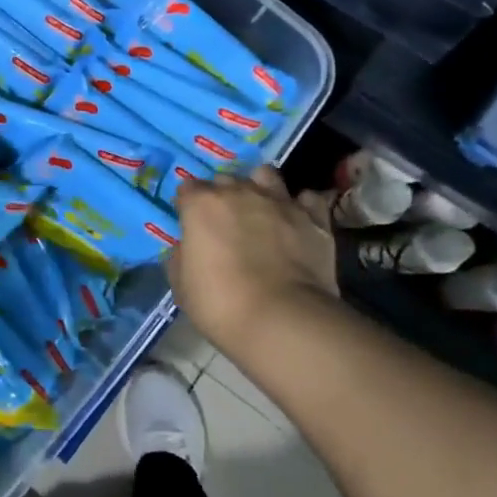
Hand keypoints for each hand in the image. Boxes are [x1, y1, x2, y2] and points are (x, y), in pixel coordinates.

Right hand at [168, 168, 339, 357]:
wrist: (283, 320)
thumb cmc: (221, 304)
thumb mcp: (182, 285)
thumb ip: (182, 256)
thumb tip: (189, 247)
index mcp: (201, 205)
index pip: (188, 189)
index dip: (188, 206)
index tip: (190, 224)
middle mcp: (239, 192)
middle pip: (225, 180)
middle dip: (222, 196)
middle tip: (225, 224)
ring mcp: (279, 202)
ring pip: (266, 176)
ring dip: (259, 187)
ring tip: (260, 210)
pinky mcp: (314, 218)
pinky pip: (307, 199)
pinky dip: (301, 206)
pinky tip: (297, 220)